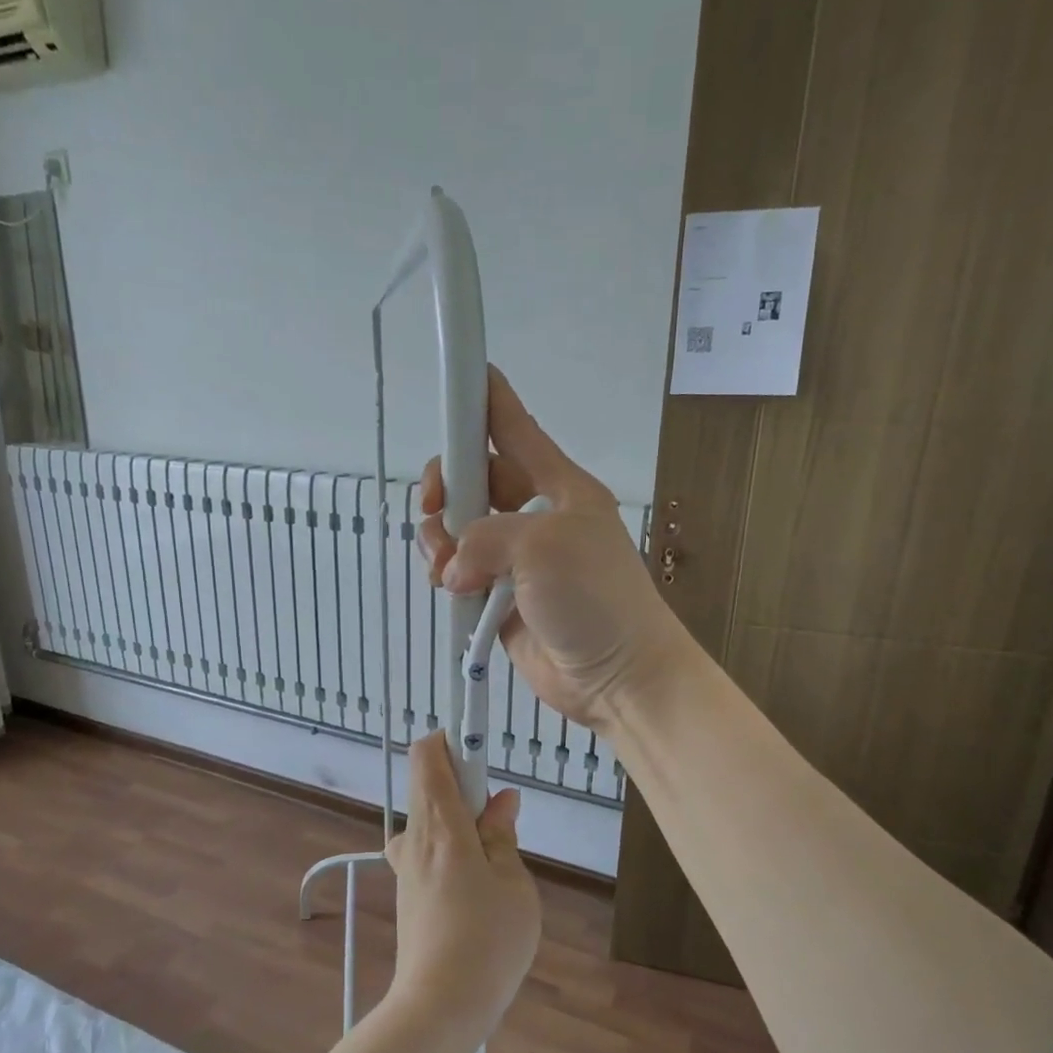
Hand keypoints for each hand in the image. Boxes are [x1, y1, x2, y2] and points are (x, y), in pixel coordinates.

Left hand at [384, 733, 540, 1040]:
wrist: (440, 1006)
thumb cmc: (488, 940)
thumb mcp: (513, 883)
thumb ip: (503, 834)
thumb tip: (501, 798)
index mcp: (442, 824)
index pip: (429, 755)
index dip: (452, 738)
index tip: (480, 746)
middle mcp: (415, 836)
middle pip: (428, 782)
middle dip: (463, 782)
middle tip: (498, 816)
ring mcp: (405, 864)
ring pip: (429, 816)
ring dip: (458, 817)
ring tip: (493, 855)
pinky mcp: (406, 889)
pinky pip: (427, 846)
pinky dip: (451, 844)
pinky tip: (476, 882)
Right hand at [419, 368, 691, 730]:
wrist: (618, 675)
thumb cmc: (596, 599)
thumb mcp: (544, 546)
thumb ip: (486, 536)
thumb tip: (456, 567)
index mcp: (558, 487)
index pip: (516, 430)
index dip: (488, 401)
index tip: (461, 377)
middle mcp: (535, 516)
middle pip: (475, 479)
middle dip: (446, 486)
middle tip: (434, 506)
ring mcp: (516, 560)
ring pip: (459, 529)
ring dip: (440, 539)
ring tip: (444, 566)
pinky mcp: (500, 598)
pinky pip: (459, 573)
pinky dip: (445, 575)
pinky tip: (447, 586)